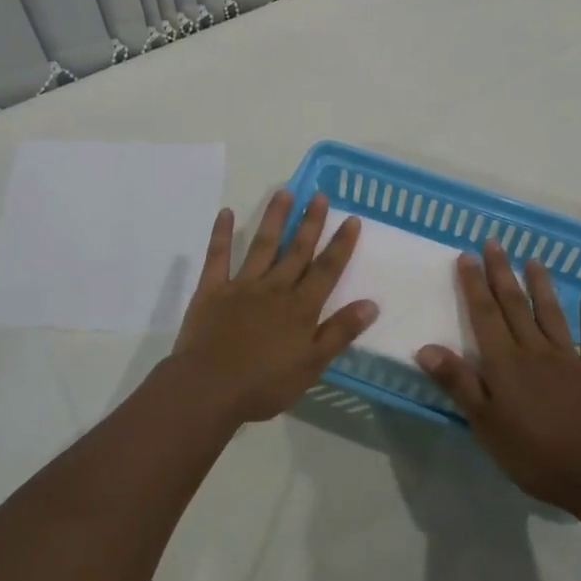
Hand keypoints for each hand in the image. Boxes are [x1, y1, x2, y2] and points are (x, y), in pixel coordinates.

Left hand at [166, 191, 376, 425]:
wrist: (208, 389)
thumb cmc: (264, 384)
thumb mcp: (312, 365)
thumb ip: (340, 332)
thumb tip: (371, 303)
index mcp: (300, 308)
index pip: (326, 270)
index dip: (341, 244)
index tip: (352, 219)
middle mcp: (275, 288)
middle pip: (297, 250)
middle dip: (311, 222)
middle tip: (320, 195)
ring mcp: (242, 286)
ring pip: (262, 245)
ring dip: (274, 218)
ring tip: (285, 192)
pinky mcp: (212, 290)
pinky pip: (218, 257)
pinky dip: (221, 234)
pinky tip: (225, 212)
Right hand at [416, 239, 580, 508]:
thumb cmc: (533, 453)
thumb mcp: (484, 423)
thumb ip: (458, 383)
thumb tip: (426, 347)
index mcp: (505, 362)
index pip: (484, 314)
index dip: (474, 284)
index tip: (466, 255)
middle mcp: (534, 350)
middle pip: (514, 305)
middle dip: (501, 272)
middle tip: (494, 243)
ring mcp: (569, 359)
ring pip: (551, 314)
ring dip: (541, 285)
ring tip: (533, 260)